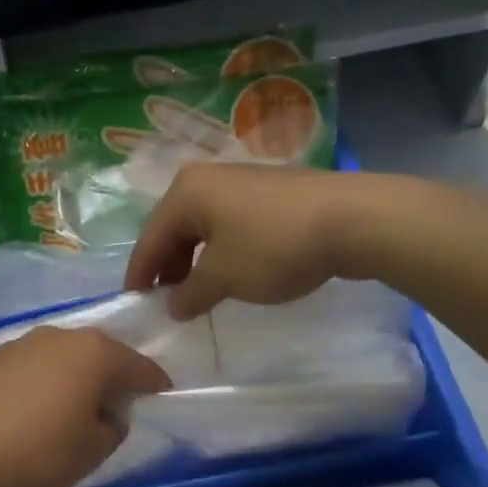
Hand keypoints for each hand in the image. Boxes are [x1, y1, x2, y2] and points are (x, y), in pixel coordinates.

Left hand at [0, 327, 171, 486]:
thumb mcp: (91, 453)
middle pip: (97, 355)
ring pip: (59, 359)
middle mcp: (57, 337)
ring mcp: (18, 344)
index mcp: (93, 354)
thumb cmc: (34, 454)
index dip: (154, 384)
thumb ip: (112, 428)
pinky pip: (27, 369)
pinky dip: (37, 384)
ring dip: (70, 379)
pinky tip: (27, 412)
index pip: (138, 366)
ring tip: (68, 411)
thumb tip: (108, 413)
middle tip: (115, 407)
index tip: (161, 396)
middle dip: (110, 378)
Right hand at [125, 164, 353, 319]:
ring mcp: (240, 183)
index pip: (149, 239)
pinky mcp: (268, 193)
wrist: (353, 219)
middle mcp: (207, 179)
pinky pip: (228, 225)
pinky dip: (221, 252)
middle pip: (174, 230)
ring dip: (195, 262)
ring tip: (199, 293)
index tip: (134, 305)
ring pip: (202, 228)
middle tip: (168, 303)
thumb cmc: (273, 246)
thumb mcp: (223, 278)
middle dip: (168, 268)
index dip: (140, 275)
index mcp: (185, 192)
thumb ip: (189, 294)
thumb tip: (172, 306)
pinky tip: (231, 273)